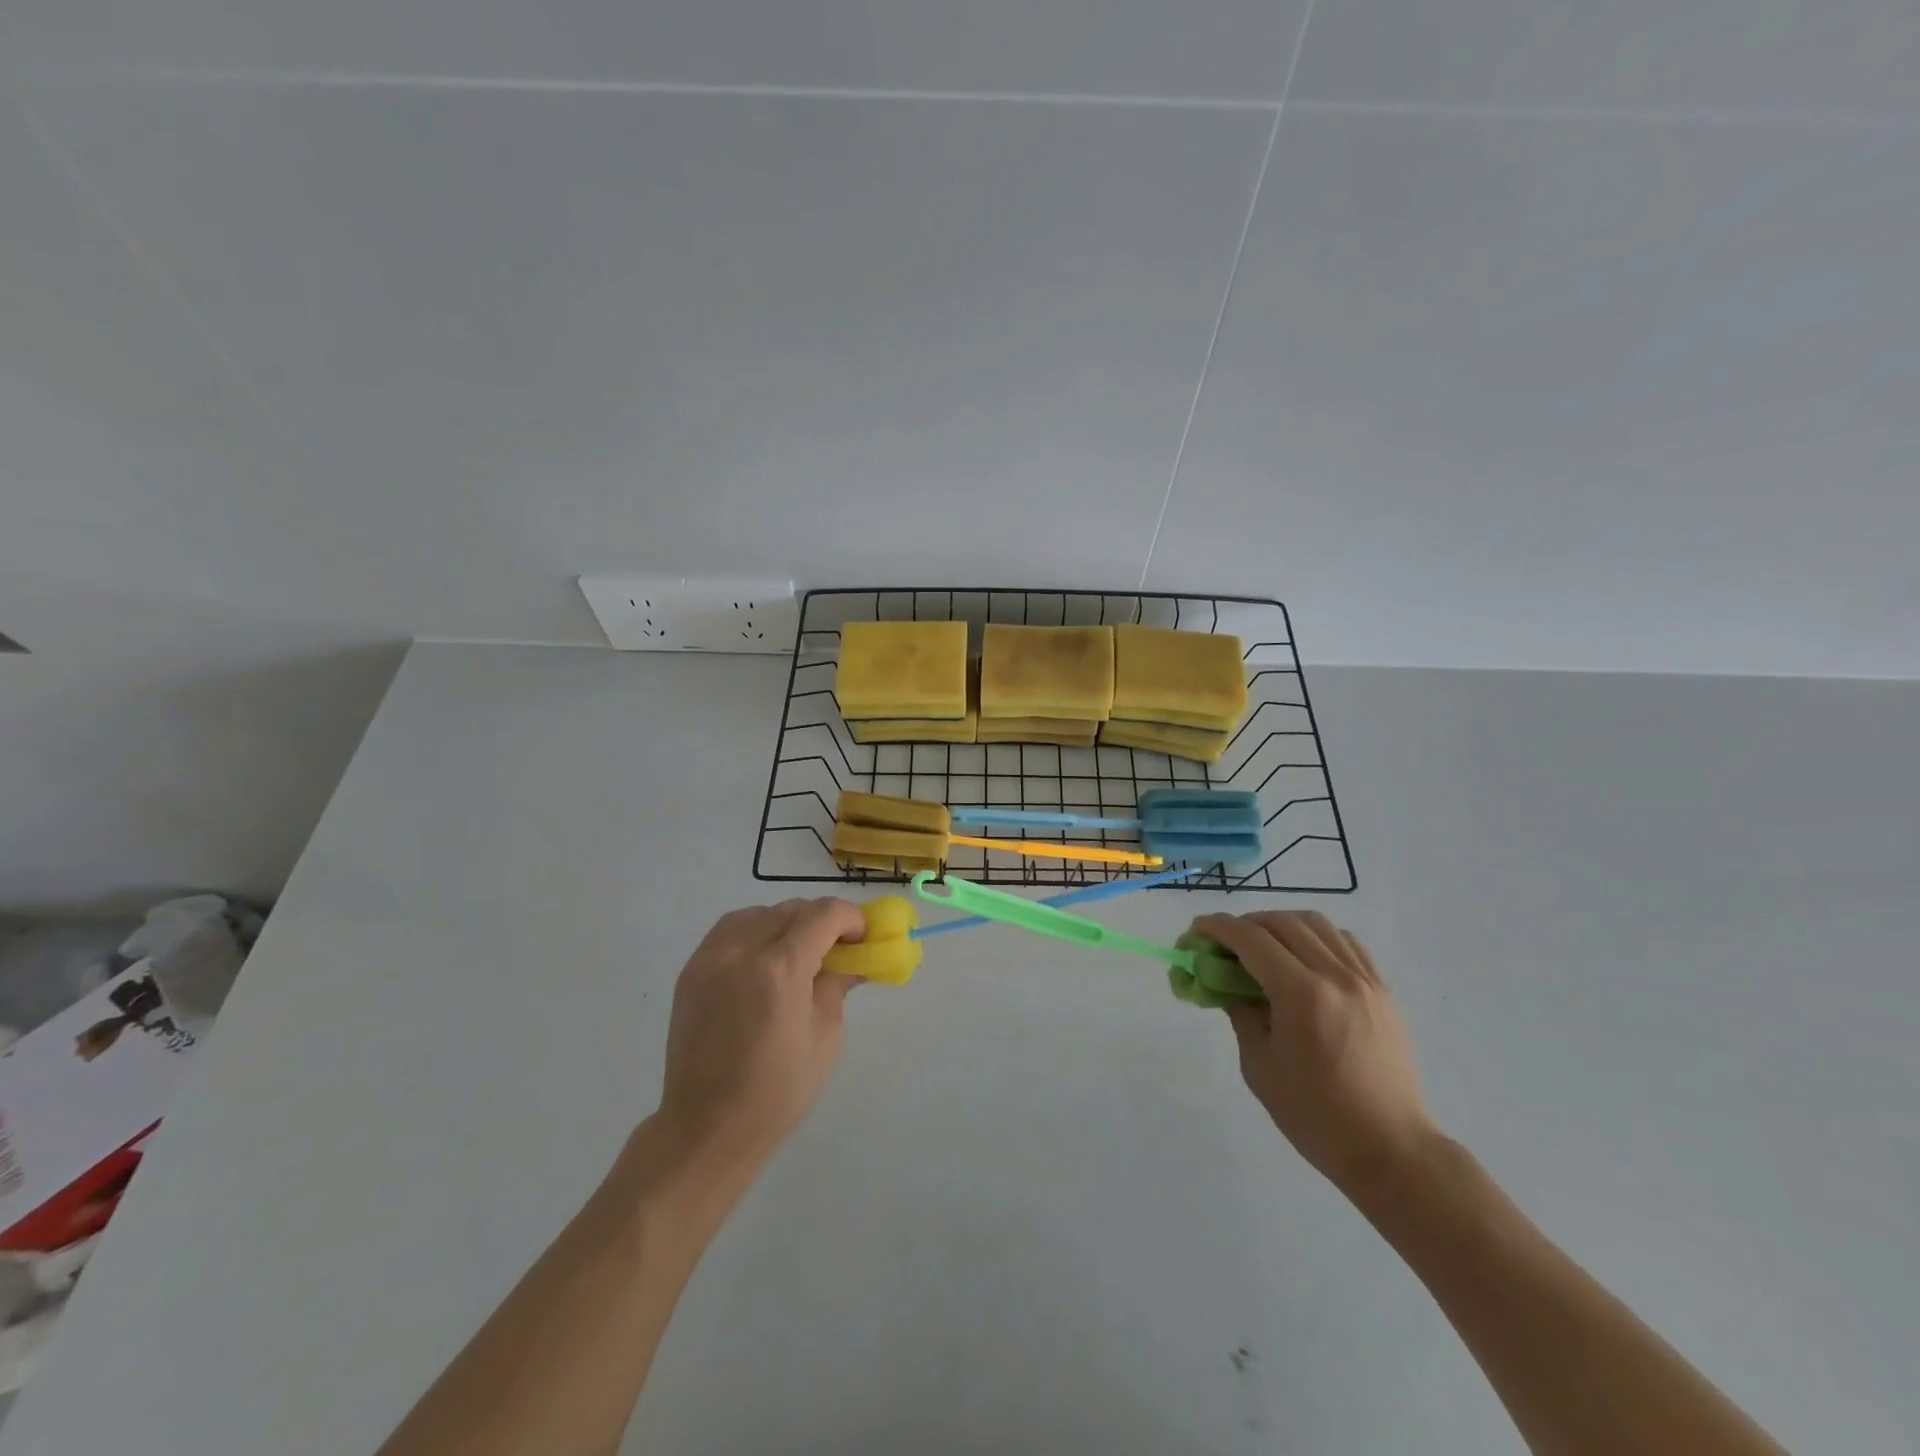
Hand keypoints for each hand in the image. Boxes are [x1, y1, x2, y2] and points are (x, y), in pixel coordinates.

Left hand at [656, 899, 866, 1178]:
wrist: (706, 1127)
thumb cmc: (777, 1091)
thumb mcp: (826, 1036)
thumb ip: (838, 984)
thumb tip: (853, 959)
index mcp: (781, 968)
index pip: (824, 914)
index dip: (851, 919)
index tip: (862, 939)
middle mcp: (743, 950)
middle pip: (793, 908)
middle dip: (822, 922)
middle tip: (837, 950)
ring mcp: (711, 957)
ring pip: (761, 913)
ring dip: (787, 923)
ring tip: (798, 954)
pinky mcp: (692, 969)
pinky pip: (731, 929)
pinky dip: (755, 931)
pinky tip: (765, 958)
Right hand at [1192, 911, 1437, 1196]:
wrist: (1390, 1150)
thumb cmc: (1315, 1116)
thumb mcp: (1259, 1065)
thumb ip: (1239, 1013)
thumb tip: (1222, 983)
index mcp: (1302, 994)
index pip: (1251, 939)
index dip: (1216, 928)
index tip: (1195, 932)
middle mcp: (1336, 976)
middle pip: (1282, 922)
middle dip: (1244, 924)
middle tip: (1222, 944)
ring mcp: (1365, 980)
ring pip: (1316, 923)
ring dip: (1280, 924)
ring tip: (1261, 946)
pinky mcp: (1382, 990)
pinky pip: (1345, 942)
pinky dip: (1315, 937)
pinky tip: (1302, 957)